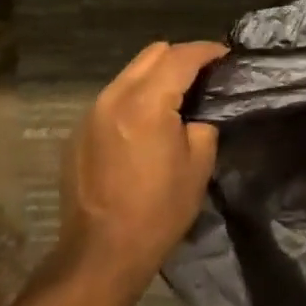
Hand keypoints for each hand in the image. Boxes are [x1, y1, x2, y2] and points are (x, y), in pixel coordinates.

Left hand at [60, 42, 223, 288]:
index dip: (207, 51)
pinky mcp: (80, 131)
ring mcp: (92, 112)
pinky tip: (147, 124)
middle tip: (203, 76)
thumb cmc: (157, 210)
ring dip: (156, 76)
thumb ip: (202, 124)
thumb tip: (197, 112)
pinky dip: (136, 97)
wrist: (100, 254)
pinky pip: (114, 97)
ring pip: (131, 72)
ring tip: (176, 98)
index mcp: (146, 102)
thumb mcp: (198, 165)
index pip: (181, 56)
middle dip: (181, 57)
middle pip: (152, 53)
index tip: (226, 57)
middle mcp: (115, 96)